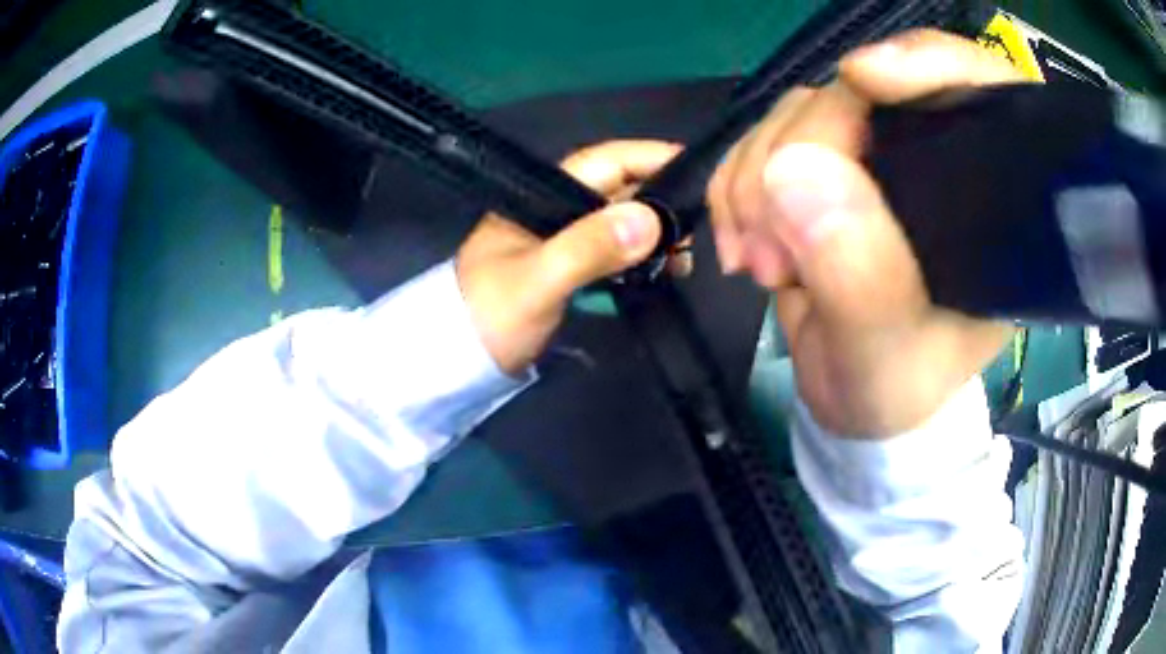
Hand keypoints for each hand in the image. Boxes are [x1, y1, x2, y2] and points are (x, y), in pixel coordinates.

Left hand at [457, 140, 679, 374]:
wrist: (457, 361)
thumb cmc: (490, 316)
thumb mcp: (537, 281)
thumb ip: (588, 248)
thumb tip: (651, 220)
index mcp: (542, 195)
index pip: (604, 162)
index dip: (649, 157)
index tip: (696, 167)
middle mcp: (555, 208)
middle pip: (618, 188)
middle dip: (661, 198)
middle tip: (702, 223)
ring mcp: (561, 237)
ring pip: (619, 219)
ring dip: (655, 231)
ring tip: (686, 256)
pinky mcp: (567, 266)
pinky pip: (613, 248)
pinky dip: (640, 255)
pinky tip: (662, 269)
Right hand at [708, 30, 1024, 437]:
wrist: (853, 401)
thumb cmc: (897, 388)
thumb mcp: (887, 354)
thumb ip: (859, 274)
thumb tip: (794, 169)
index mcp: (985, 201)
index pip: (977, 90)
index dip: (926, 63)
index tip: (862, 78)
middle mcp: (931, 161)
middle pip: (860, 95)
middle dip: (802, 155)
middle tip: (777, 252)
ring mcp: (871, 159)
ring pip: (799, 112)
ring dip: (756, 179)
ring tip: (761, 262)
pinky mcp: (821, 169)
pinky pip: (761, 139)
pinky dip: (734, 184)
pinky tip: (742, 242)